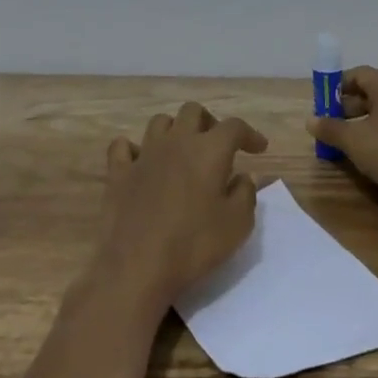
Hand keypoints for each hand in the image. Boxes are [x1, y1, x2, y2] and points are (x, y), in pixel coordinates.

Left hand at [96, 102, 268, 311]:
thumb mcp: (237, 225)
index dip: (250, 133)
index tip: (259, 148)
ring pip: (159, 122)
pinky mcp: (118, 172)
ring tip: (182, 152)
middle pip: (192, 111)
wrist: (137, 265)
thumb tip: (242, 178)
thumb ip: (245, 194)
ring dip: (175, 130)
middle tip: (218, 146)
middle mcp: (175, 142)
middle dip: (209, 122)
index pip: (234, 126)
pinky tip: (141, 162)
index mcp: (208, 150)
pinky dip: (133, 149)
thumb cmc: (194, 245)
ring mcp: (143, 155)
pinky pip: (122, 146)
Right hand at [305, 66, 377, 221]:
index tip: (324, 102)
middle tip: (331, 124)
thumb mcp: (352, 140)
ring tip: (345, 142)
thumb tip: (311, 121)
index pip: (360, 73)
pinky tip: (367, 154)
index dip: (339, 84)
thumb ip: (329, 128)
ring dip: (362, 122)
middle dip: (348, 106)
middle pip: (372, 92)